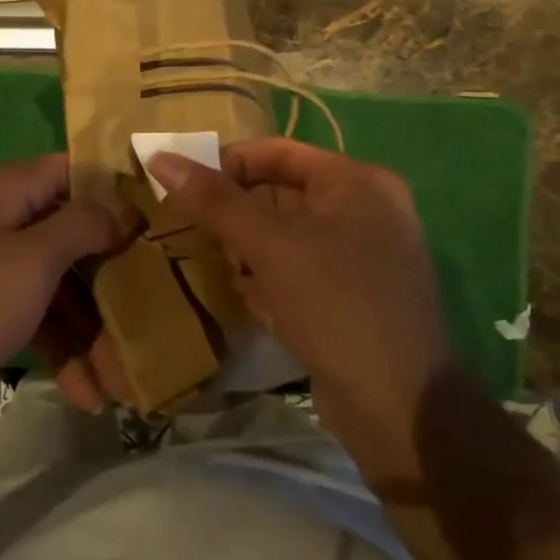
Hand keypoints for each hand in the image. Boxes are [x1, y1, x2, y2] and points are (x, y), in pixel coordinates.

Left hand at [0, 155, 132, 419]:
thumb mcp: (32, 261)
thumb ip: (83, 226)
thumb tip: (123, 207)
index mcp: (8, 190)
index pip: (76, 170)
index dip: (118, 192)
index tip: (159, 221)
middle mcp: (2, 218)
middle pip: (74, 235)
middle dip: (113, 282)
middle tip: (154, 315)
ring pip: (60, 283)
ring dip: (91, 329)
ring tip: (122, 383)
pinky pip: (37, 313)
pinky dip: (61, 346)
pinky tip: (86, 393)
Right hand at [149, 138, 453, 481]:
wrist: (398, 406)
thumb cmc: (335, 304)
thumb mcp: (270, 245)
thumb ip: (215, 201)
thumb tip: (160, 158)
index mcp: (357, 183)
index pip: (277, 152)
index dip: (226, 163)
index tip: (180, 185)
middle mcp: (365, 212)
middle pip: (281, 196)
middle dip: (235, 216)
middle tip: (193, 231)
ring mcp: (361, 259)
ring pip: (285, 239)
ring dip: (247, 252)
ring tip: (219, 269)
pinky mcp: (350, 299)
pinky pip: (298, 274)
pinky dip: (269, 283)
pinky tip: (253, 305)